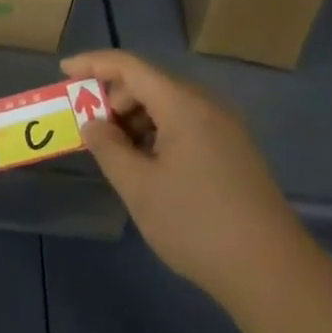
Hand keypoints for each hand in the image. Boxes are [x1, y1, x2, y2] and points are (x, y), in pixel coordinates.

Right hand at [63, 50, 308, 313]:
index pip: (131, 67)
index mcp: (184, 106)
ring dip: (135, 119)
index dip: (93, 64)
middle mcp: (208, 107)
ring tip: (113, 152)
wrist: (268, 268)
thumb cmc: (194, 223)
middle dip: (113, 98)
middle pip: (151, 84)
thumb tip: (93, 124)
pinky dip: (157, 134)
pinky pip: (186, 127)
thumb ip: (108, 148)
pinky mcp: (233, 152)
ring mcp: (225, 130)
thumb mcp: (138, 187)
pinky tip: (145, 165)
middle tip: (87, 128)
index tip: (63, 72)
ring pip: (169, 107)